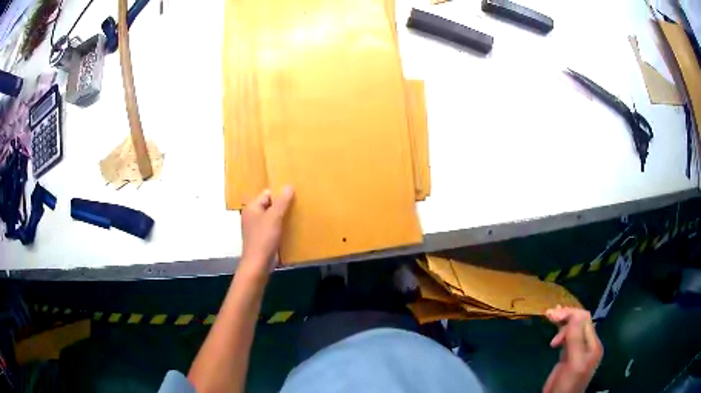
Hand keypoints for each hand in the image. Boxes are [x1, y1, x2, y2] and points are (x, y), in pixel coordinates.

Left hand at [240, 187, 294, 274]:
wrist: (258, 263)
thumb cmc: (264, 238)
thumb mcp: (274, 217)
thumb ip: (282, 201)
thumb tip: (289, 186)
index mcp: (252, 207)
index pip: (267, 193)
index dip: (280, 194)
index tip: (294, 196)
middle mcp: (252, 215)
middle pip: (269, 205)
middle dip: (282, 205)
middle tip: (297, 205)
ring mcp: (256, 227)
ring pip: (271, 216)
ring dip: (282, 216)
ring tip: (296, 215)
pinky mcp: (261, 237)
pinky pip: (272, 227)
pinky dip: (280, 226)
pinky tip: (290, 228)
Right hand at [543, 306, 602, 392]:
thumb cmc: (568, 384)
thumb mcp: (574, 363)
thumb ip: (576, 339)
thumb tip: (575, 314)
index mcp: (593, 345)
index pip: (585, 320)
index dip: (571, 314)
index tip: (553, 315)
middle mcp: (588, 344)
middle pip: (579, 323)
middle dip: (566, 316)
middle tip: (549, 314)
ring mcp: (578, 350)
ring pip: (573, 329)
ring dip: (562, 322)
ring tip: (550, 316)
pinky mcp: (568, 356)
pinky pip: (567, 338)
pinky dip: (561, 331)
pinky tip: (555, 328)